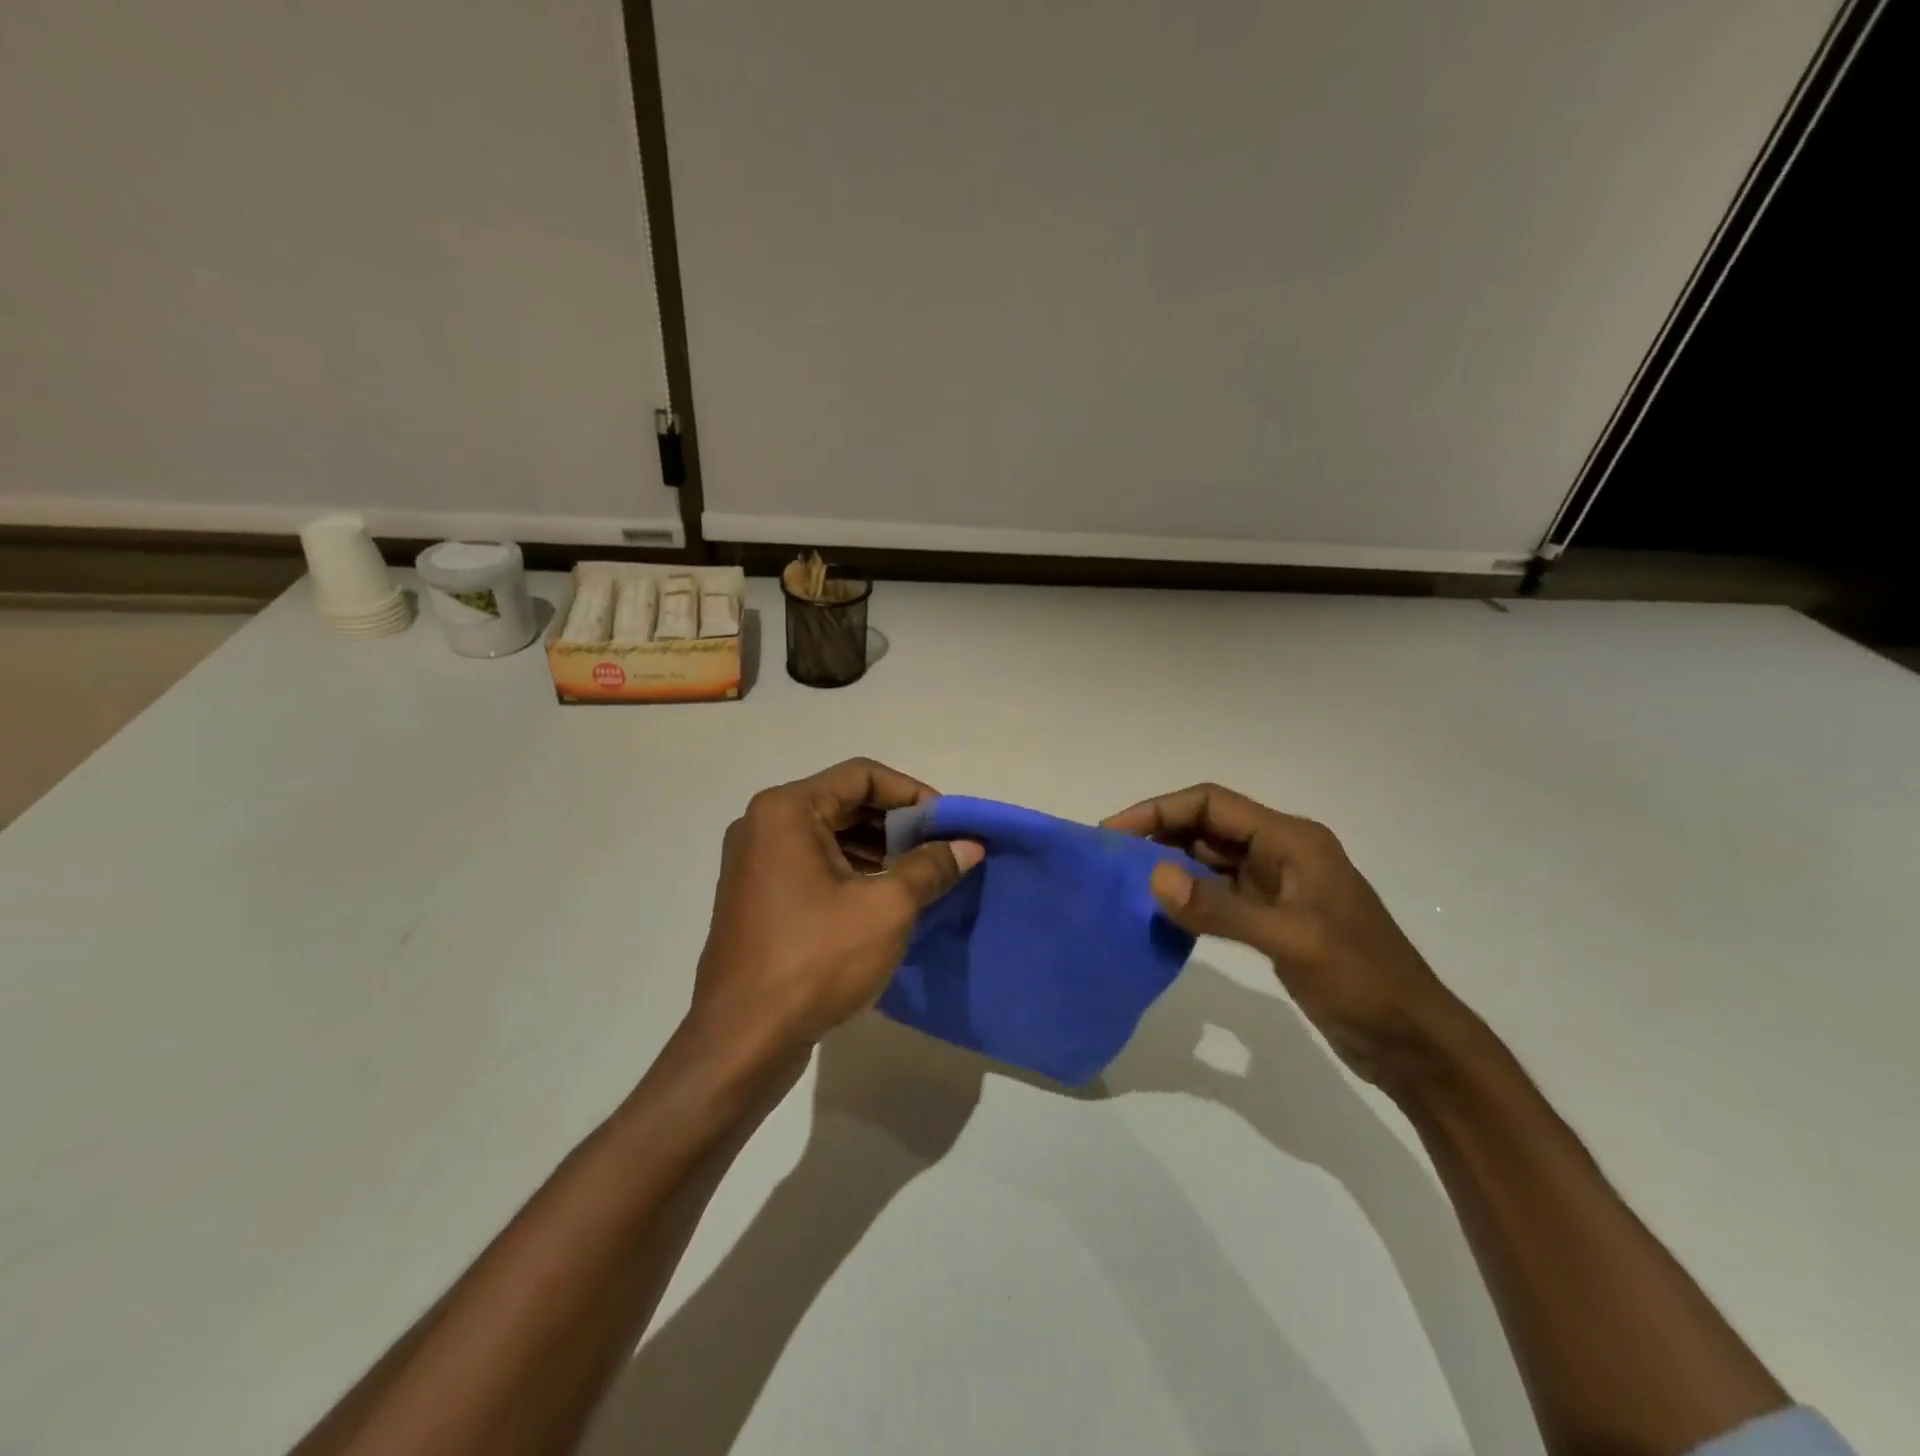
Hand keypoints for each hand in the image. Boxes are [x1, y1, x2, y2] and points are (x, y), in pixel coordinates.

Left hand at [690, 759, 982, 1061]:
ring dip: (877, 849)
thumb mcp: (886, 908)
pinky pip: (812, 865)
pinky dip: (851, 871)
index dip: (912, 793)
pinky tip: (884, 900)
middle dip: (897, 824)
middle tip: (939, 851)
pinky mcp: (757, 896)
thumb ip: (930, 867)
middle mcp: (763, 825)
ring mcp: (755, 862)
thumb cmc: (815, 961)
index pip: (862, 775)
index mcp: (787, 811)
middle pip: (844, 802)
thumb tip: (969, 845)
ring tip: (920, 877)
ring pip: (829, 835)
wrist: (742, 1042)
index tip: (948, 824)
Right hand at [1104, 784, 1468, 1088]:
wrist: (1412, 1042)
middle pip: (1207, 827)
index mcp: (1292, 840)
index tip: (1114, 833)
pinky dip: (1188, 897)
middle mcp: (1282, 852)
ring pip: (1210, 860)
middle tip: (1110, 859)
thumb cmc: (1362, 980)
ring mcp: (1277, 886)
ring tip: (1124, 884)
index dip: (1160, 810)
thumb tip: (1154, 878)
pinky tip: (1160, 914)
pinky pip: (1218, 894)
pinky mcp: (1272, 918)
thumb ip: (1221, 908)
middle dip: (1158, 835)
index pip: (1213, 804)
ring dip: (1170, 866)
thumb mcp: (1292, 940)